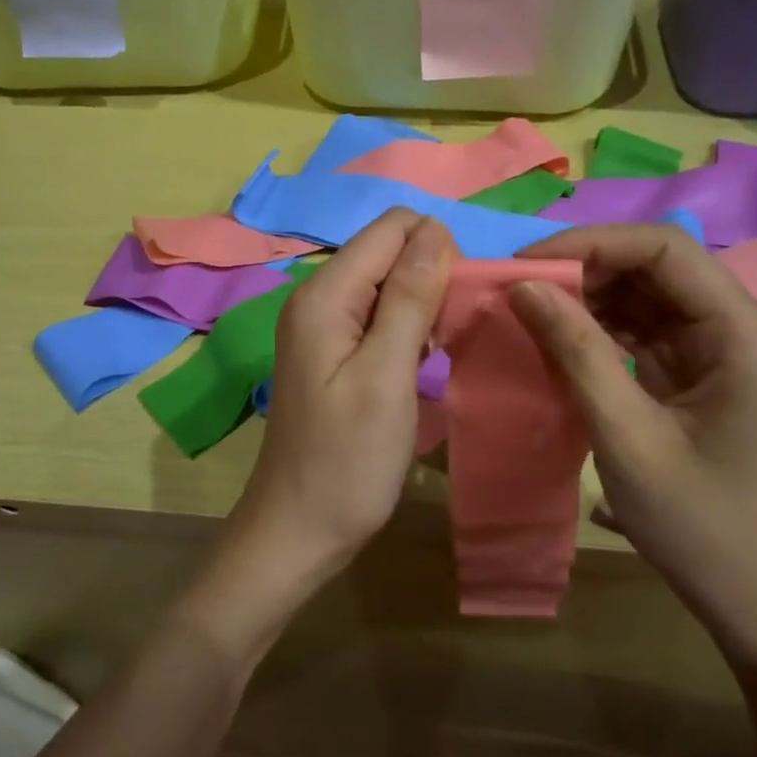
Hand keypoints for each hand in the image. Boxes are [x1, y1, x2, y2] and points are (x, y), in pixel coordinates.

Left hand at [194, 211, 453, 646]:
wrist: (299, 529)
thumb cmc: (347, 460)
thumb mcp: (386, 376)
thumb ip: (409, 298)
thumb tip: (435, 231)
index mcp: (325, 294)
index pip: (392, 227)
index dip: (436, 250)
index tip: (457, 304)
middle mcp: (318, 298)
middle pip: (390, 251)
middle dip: (432, 277)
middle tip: (449, 336)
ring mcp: (323, 326)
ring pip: (389, 284)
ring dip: (424, 306)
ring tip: (437, 355)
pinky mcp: (334, 352)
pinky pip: (380, 316)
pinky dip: (408, 330)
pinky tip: (420, 367)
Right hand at [507, 224, 756, 647]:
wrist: (745, 593)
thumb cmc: (693, 521)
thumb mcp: (624, 434)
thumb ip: (576, 352)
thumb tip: (521, 287)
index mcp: (744, 335)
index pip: (665, 251)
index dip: (592, 244)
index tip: (527, 265)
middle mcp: (741, 327)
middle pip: (656, 266)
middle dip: (584, 268)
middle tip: (519, 287)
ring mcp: (721, 348)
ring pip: (646, 292)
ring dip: (587, 295)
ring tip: (530, 307)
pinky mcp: (700, 369)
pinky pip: (644, 326)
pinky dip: (598, 325)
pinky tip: (558, 335)